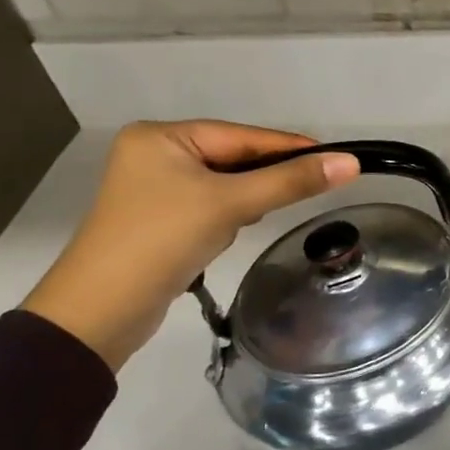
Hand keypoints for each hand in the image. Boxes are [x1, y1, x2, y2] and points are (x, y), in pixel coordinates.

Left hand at [22, 121, 360, 370]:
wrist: (98, 314)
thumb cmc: (161, 241)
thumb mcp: (231, 205)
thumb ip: (291, 182)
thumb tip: (350, 163)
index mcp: (161, 137)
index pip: (242, 136)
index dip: (289, 147)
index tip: (337, 157)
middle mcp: (155, 154)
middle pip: (233, 158)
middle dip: (264, 178)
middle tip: (310, 188)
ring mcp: (154, 189)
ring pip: (224, 184)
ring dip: (245, 201)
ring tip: (255, 219)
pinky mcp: (158, 220)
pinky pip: (209, 206)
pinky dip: (227, 217)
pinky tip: (230, 233)